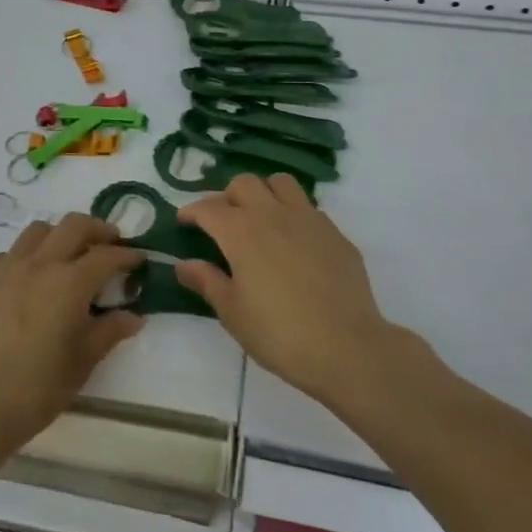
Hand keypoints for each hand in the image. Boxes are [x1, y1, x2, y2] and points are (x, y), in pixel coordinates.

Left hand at [0, 214, 145, 469]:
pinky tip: (30, 280)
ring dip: (60, 235)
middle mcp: (39, 264)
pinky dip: (29, 255)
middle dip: (98, 229)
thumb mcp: (80, 365)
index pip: (106, 256)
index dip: (127, 255)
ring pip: (38, 231)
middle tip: (111, 244)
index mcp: (69, 282)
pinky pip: (10, 254)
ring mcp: (5, 269)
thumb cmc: (32, 391)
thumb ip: (107, 333)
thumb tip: (133, 316)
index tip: (139, 259)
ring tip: (69, 256)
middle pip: (73, 225)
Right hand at [178, 174, 426, 407]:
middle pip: (245, 183)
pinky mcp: (335, 234)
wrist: (347, 347)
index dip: (192, 211)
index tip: (184, 221)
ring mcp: (309, 220)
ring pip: (281, 183)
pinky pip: (309, 208)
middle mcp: (273, 214)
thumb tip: (184, 265)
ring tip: (260, 219)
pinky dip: (293, 215)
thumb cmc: (279, 333)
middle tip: (222, 221)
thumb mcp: (232, 312)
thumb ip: (207, 281)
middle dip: (228, 196)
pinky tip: (294, 243)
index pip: (208, 207)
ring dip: (264, 193)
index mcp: (241, 231)